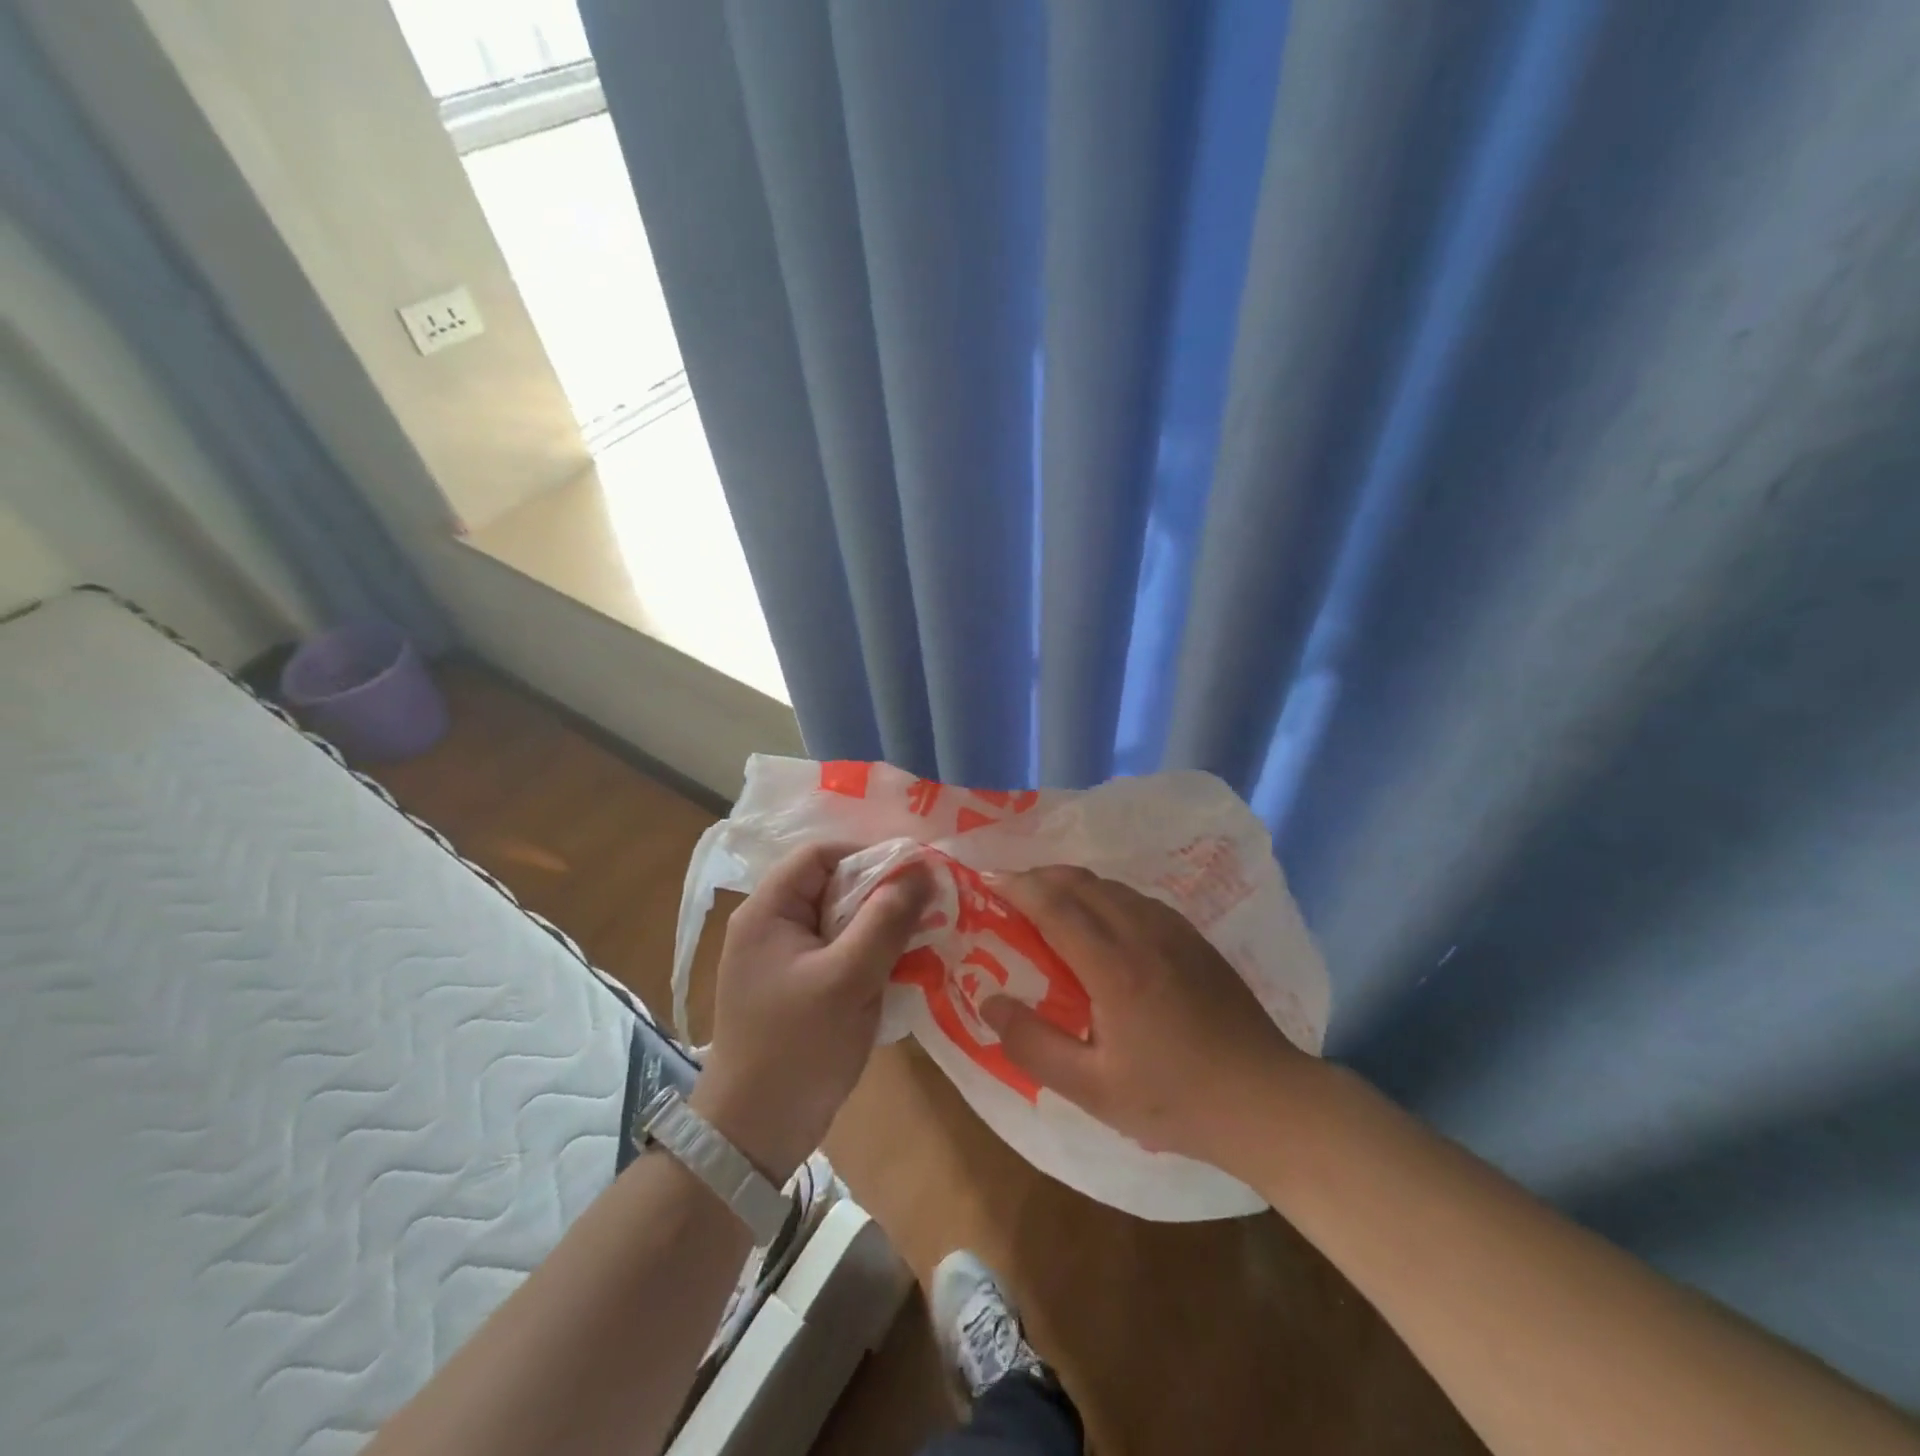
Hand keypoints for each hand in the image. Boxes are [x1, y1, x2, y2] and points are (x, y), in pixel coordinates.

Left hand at [691, 844, 931, 1181]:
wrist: (754, 1135)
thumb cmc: (797, 1048)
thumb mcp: (849, 978)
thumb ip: (886, 920)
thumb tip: (923, 869)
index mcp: (768, 911)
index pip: (821, 855)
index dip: (869, 854)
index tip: (917, 871)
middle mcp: (772, 925)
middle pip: (833, 886)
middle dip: (882, 893)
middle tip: (930, 905)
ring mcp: (784, 959)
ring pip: (842, 921)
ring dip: (882, 926)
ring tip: (925, 935)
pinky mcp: (798, 987)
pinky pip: (840, 952)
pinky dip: (872, 954)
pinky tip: (905, 967)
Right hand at [980, 866, 1317, 1173]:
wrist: (1267, 1100)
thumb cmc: (1174, 1100)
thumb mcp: (1093, 1089)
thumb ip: (1033, 1044)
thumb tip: (989, 1001)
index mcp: (1114, 966)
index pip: (1054, 905)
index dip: (1017, 887)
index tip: (988, 882)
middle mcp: (1142, 932)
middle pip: (1081, 882)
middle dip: (1039, 877)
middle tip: (1010, 891)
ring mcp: (1174, 930)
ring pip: (1110, 886)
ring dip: (1072, 884)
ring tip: (1048, 903)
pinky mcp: (1194, 938)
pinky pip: (1136, 899)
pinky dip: (1103, 896)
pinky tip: (1101, 922)